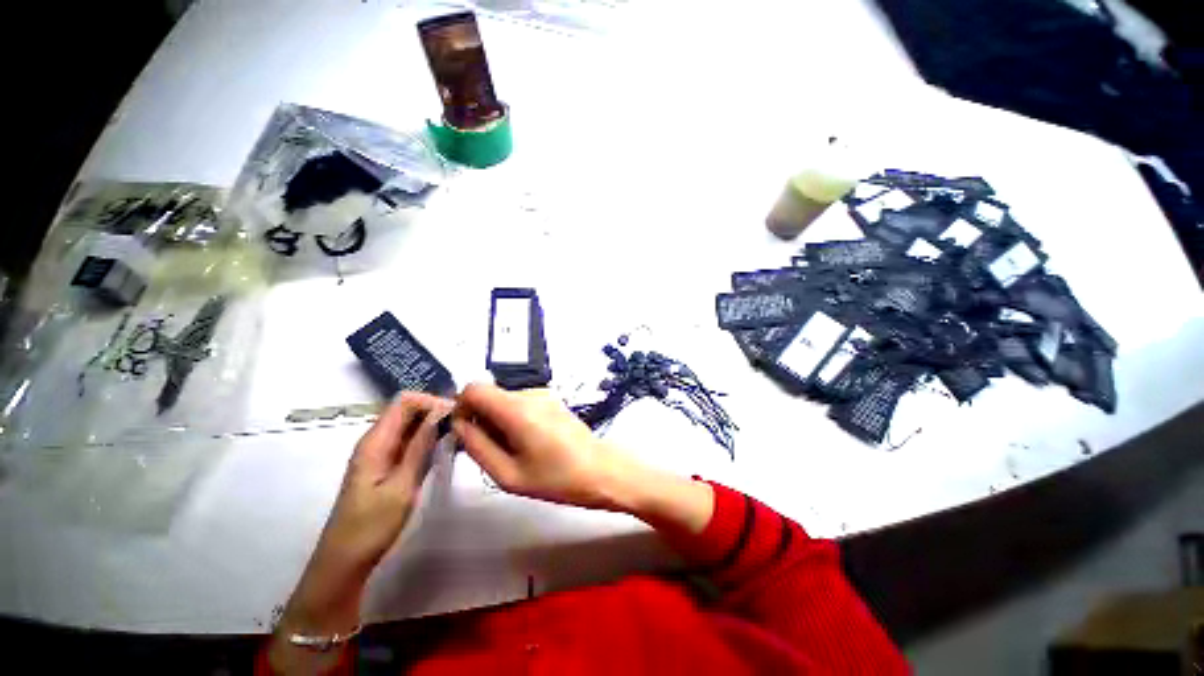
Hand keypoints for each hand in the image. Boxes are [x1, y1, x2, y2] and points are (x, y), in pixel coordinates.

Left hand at [270, 392, 450, 670]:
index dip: (432, 401)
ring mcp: (382, 452)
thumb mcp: (402, 485)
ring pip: (412, 424)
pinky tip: (447, 450)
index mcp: (376, 441)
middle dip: (437, 411)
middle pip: (409, 409)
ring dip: (436, 425)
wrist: (345, 561)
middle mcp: (377, 440)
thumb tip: (440, 412)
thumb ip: (420, 446)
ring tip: (460, 436)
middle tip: (464, 425)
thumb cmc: (372, 526)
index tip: (457, 415)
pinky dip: (429, 440)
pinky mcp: (387, 465)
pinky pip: (411, 441)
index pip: (405, 401)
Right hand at [453, 383, 637, 510]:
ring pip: (504, 399)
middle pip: (489, 394)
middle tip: (493, 450)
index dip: (462, 407)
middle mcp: (530, 393)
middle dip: (481, 418)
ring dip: (498, 420)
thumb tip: (459, 424)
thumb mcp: (508, 474)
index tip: (467, 433)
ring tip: (515, 450)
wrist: (600, 470)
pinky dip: (514, 418)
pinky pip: (521, 402)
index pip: (474, 388)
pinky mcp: (552, 399)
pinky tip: (529, 442)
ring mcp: (543, 394)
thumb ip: (477, 446)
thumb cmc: (556, 478)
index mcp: (517, 409)